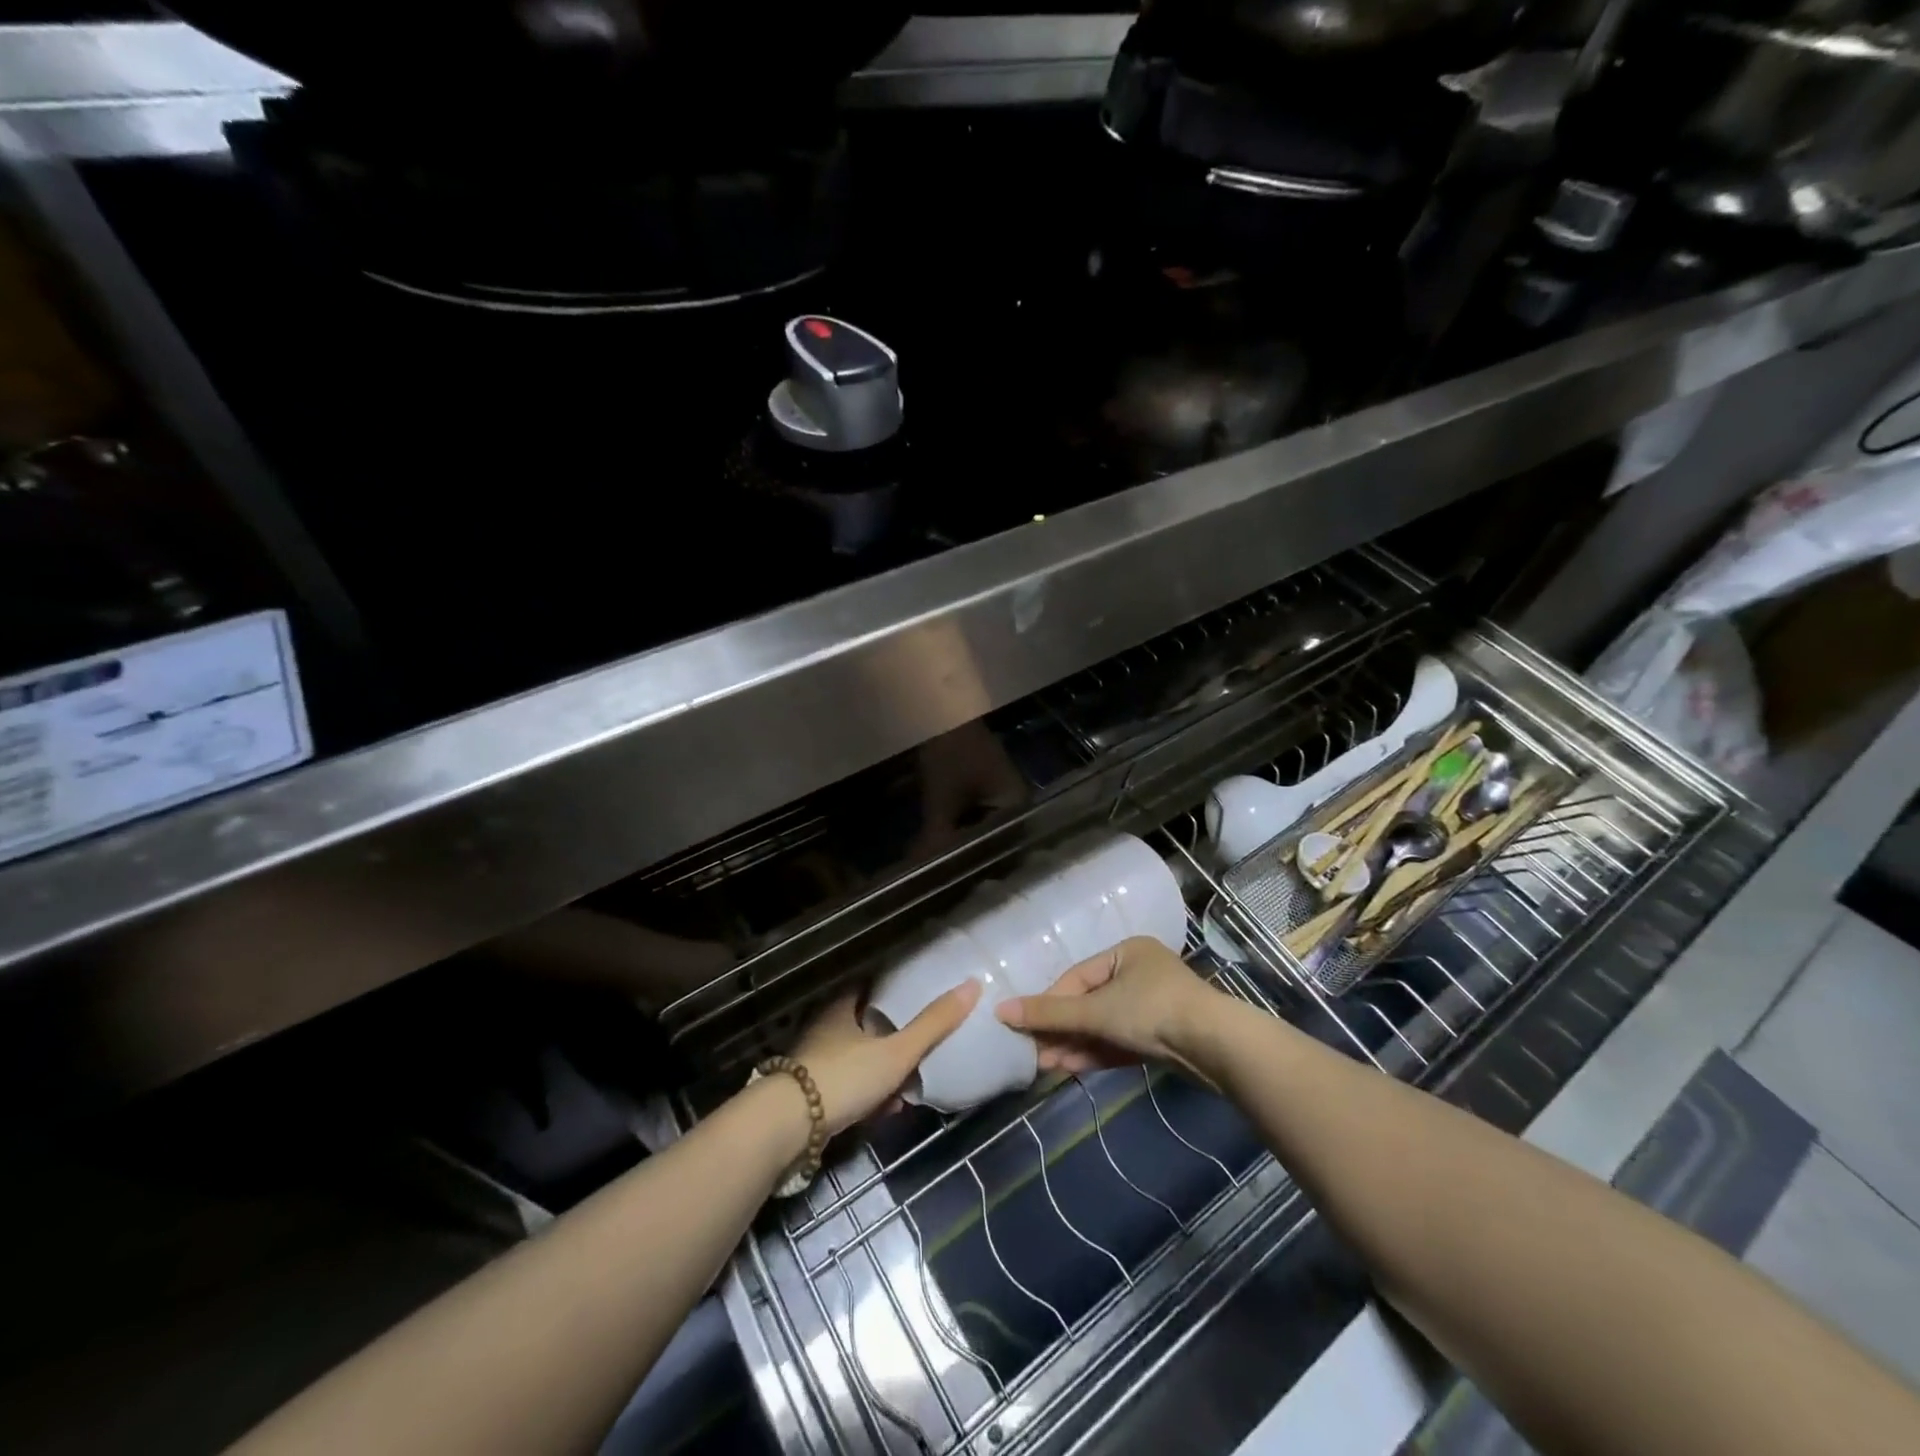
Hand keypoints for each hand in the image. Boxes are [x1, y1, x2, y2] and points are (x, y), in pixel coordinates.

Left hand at [792, 980, 980, 1136]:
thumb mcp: (896, 1052)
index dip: (893, 991)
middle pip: (866, 1027)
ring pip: (859, 1061)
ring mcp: (816, 1064)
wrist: (788, 1128)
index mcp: (841, 1009)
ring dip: (884, 1074)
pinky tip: (885, 1112)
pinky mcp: (811, 1097)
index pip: (869, 988)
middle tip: (921, 1051)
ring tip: (908, 1090)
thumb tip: (972, 985)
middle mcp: (825, 1031)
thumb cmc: (844, 1077)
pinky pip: (849, 1089)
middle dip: (895, 1041)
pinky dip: (869, 1097)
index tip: (917, 996)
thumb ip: (933, 1024)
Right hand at [996, 937, 1220, 1078]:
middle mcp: (1139, 973)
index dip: (1049, 1003)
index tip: (1022, 1026)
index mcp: (1126, 952)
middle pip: (1088, 1002)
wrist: (1216, 1047)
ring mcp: (1152, 1006)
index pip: (1076, 977)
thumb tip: (1000, 1011)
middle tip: (1032, 1052)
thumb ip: (1050, 1014)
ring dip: (1075, 1044)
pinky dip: (1097, 1052)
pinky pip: (1120, 1041)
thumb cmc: (1152, 1011)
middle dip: (1061, 1029)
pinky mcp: (1161, 1037)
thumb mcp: (1097, 1011)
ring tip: (1045, 1065)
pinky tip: (1071, 1067)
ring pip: (1103, 1025)